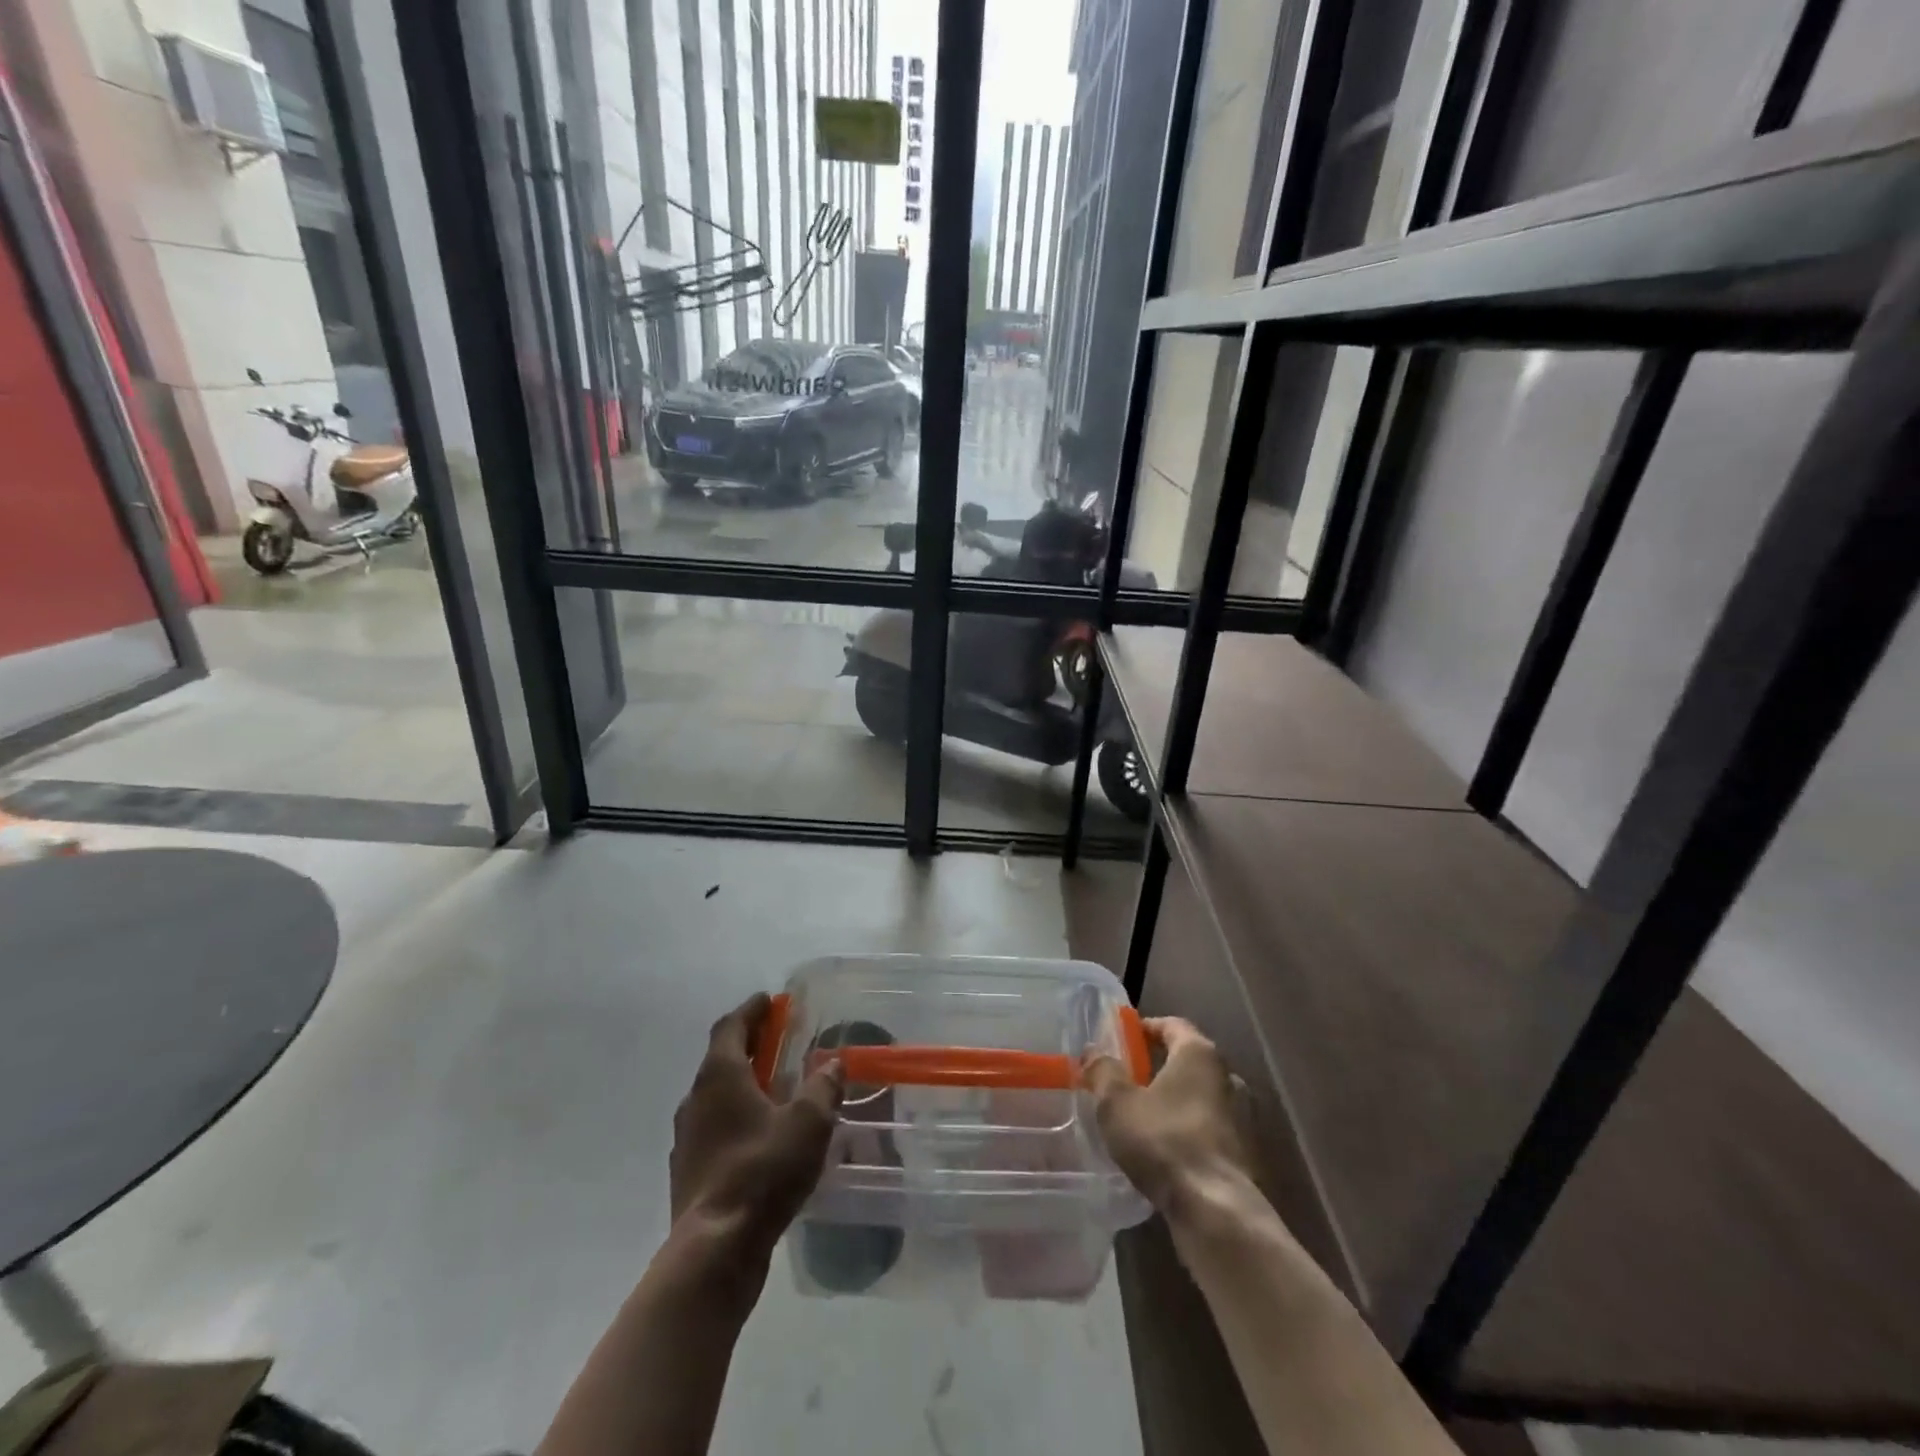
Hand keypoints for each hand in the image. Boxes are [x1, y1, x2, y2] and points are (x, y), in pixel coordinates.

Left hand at [670, 994, 843, 1254]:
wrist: (714, 1250)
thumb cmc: (762, 1171)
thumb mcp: (808, 1123)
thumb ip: (823, 1088)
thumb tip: (833, 1064)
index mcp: (720, 1076)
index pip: (731, 1027)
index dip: (751, 1010)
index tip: (769, 1001)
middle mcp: (696, 1099)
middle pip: (721, 1058)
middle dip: (750, 1045)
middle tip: (777, 1039)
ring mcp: (687, 1138)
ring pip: (715, 1096)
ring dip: (741, 1083)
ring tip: (772, 1088)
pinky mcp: (688, 1171)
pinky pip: (713, 1129)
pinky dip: (735, 1118)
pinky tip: (759, 1136)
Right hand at [1085, 1016, 1251, 1218]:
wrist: (1216, 1211)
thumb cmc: (1164, 1141)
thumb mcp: (1117, 1103)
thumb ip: (1103, 1071)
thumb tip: (1093, 1053)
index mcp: (1200, 1054)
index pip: (1172, 1024)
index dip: (1146, 1027)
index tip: (1124, 1038)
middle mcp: (1228, 1076)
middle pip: (1188, 1060)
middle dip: (1159, 1066)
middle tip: (1128, 1078)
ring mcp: (1242, 1116)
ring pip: (1201, 1096)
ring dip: (1175, 1100)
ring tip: (1144, 1116)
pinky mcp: (1245, 1152)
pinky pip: (1210, 1127)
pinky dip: (1188, 1128)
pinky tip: (1166, 1148)